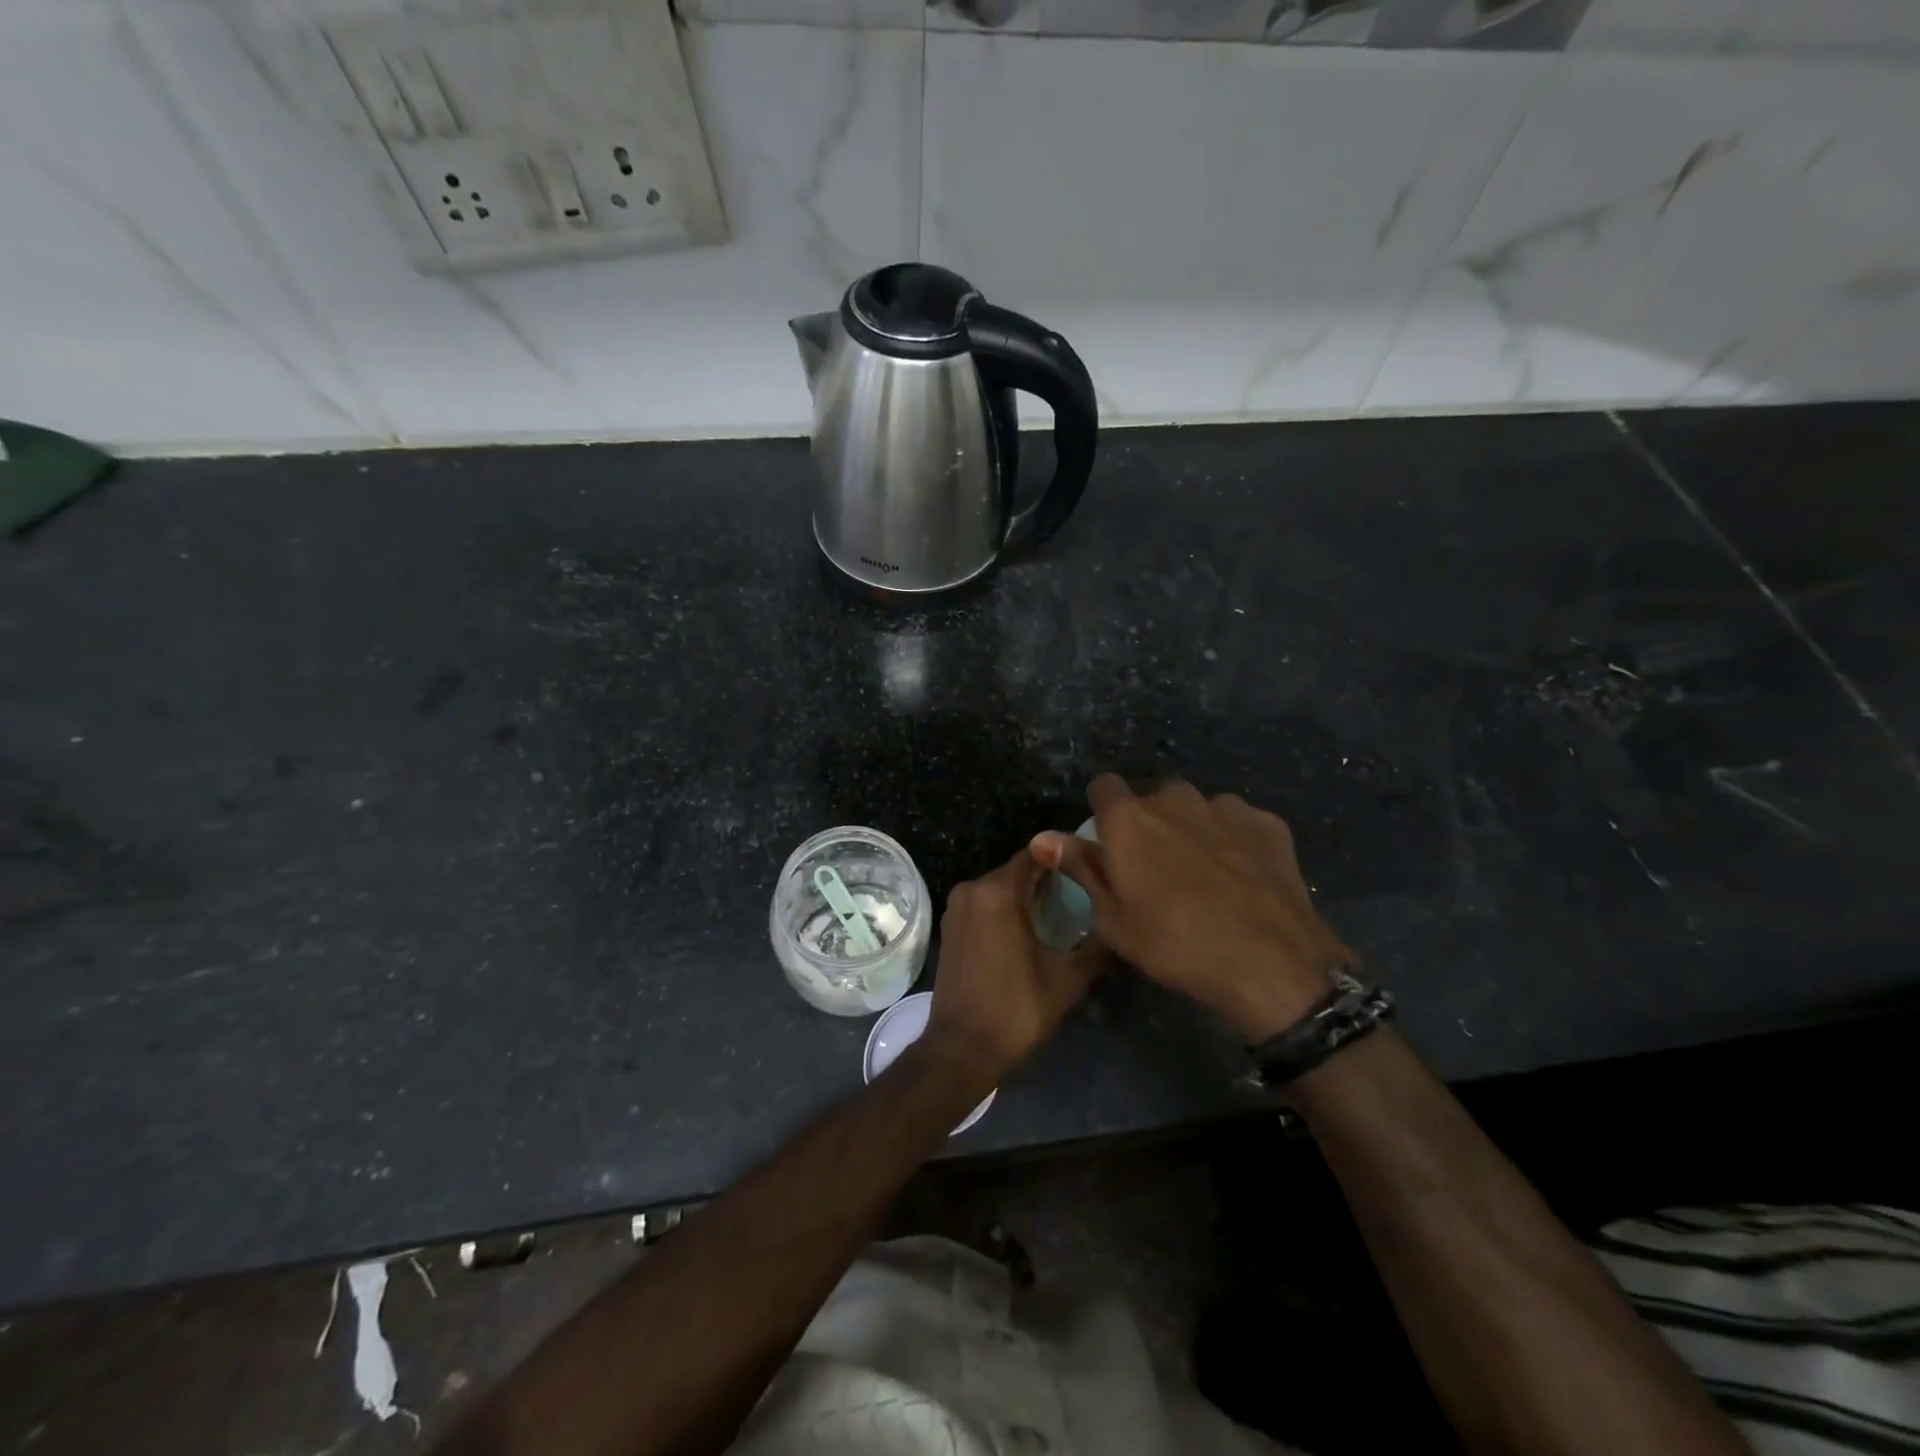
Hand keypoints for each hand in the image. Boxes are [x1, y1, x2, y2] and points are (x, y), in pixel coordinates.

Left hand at [920, 849, 1108, 1091]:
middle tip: (1085, 894)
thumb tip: (1119, 922)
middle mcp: (972, 889)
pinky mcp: (951, 925)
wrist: (961, 1050)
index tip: (1092, 869)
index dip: (1066, 859)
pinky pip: (986, 903)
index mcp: (998, 892)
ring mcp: (957, 907)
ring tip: (1065, 912)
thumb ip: (1096, 944)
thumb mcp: (1068, 979)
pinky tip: (1033, 929)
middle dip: (1050, 879)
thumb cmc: (1016, 1011)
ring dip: (1029, 895)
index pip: (1038, 855)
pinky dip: (1008, 909)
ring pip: (1001, 887)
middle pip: (1019, 870)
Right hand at [1031, 775, 1354, 1041]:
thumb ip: (1080, 868)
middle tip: (1158, 871)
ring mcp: (1226, 807)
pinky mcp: (1267, 823)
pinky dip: (1233, 841)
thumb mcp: (1114, 919)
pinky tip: (1243, 879)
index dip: (1102, 810)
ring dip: (1192, 830)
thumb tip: (1042, 837)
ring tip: (1204, 877)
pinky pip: (1237, 822)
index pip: (1103, 785)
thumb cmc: (1176, 944)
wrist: (1272, 963)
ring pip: (1196, 809)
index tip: (1109, 842)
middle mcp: (1175, 799)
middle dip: (1149, 824)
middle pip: (1152, 798)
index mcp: (1130, 819)